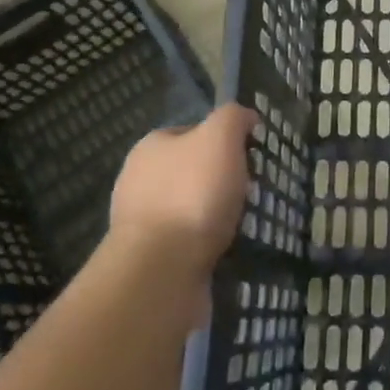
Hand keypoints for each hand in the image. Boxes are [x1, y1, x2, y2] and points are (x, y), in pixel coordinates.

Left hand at [107, 103, 253, 281]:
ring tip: (246, 225)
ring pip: (190, 210)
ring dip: (215, 217)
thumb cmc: (191, 194)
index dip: (222, 141)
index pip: (191, 133)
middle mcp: (138, 182)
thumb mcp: (220, 137)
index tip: (249, 158)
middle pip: (191, 172)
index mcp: (150, 148)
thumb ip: (233, 118)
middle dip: (220, 181)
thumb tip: (245, 117)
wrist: (160, 272)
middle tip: (250, 193)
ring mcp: (141, 224)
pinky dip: (208, 246)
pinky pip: (187, 245)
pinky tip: (227, 251)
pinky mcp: (150, 261)